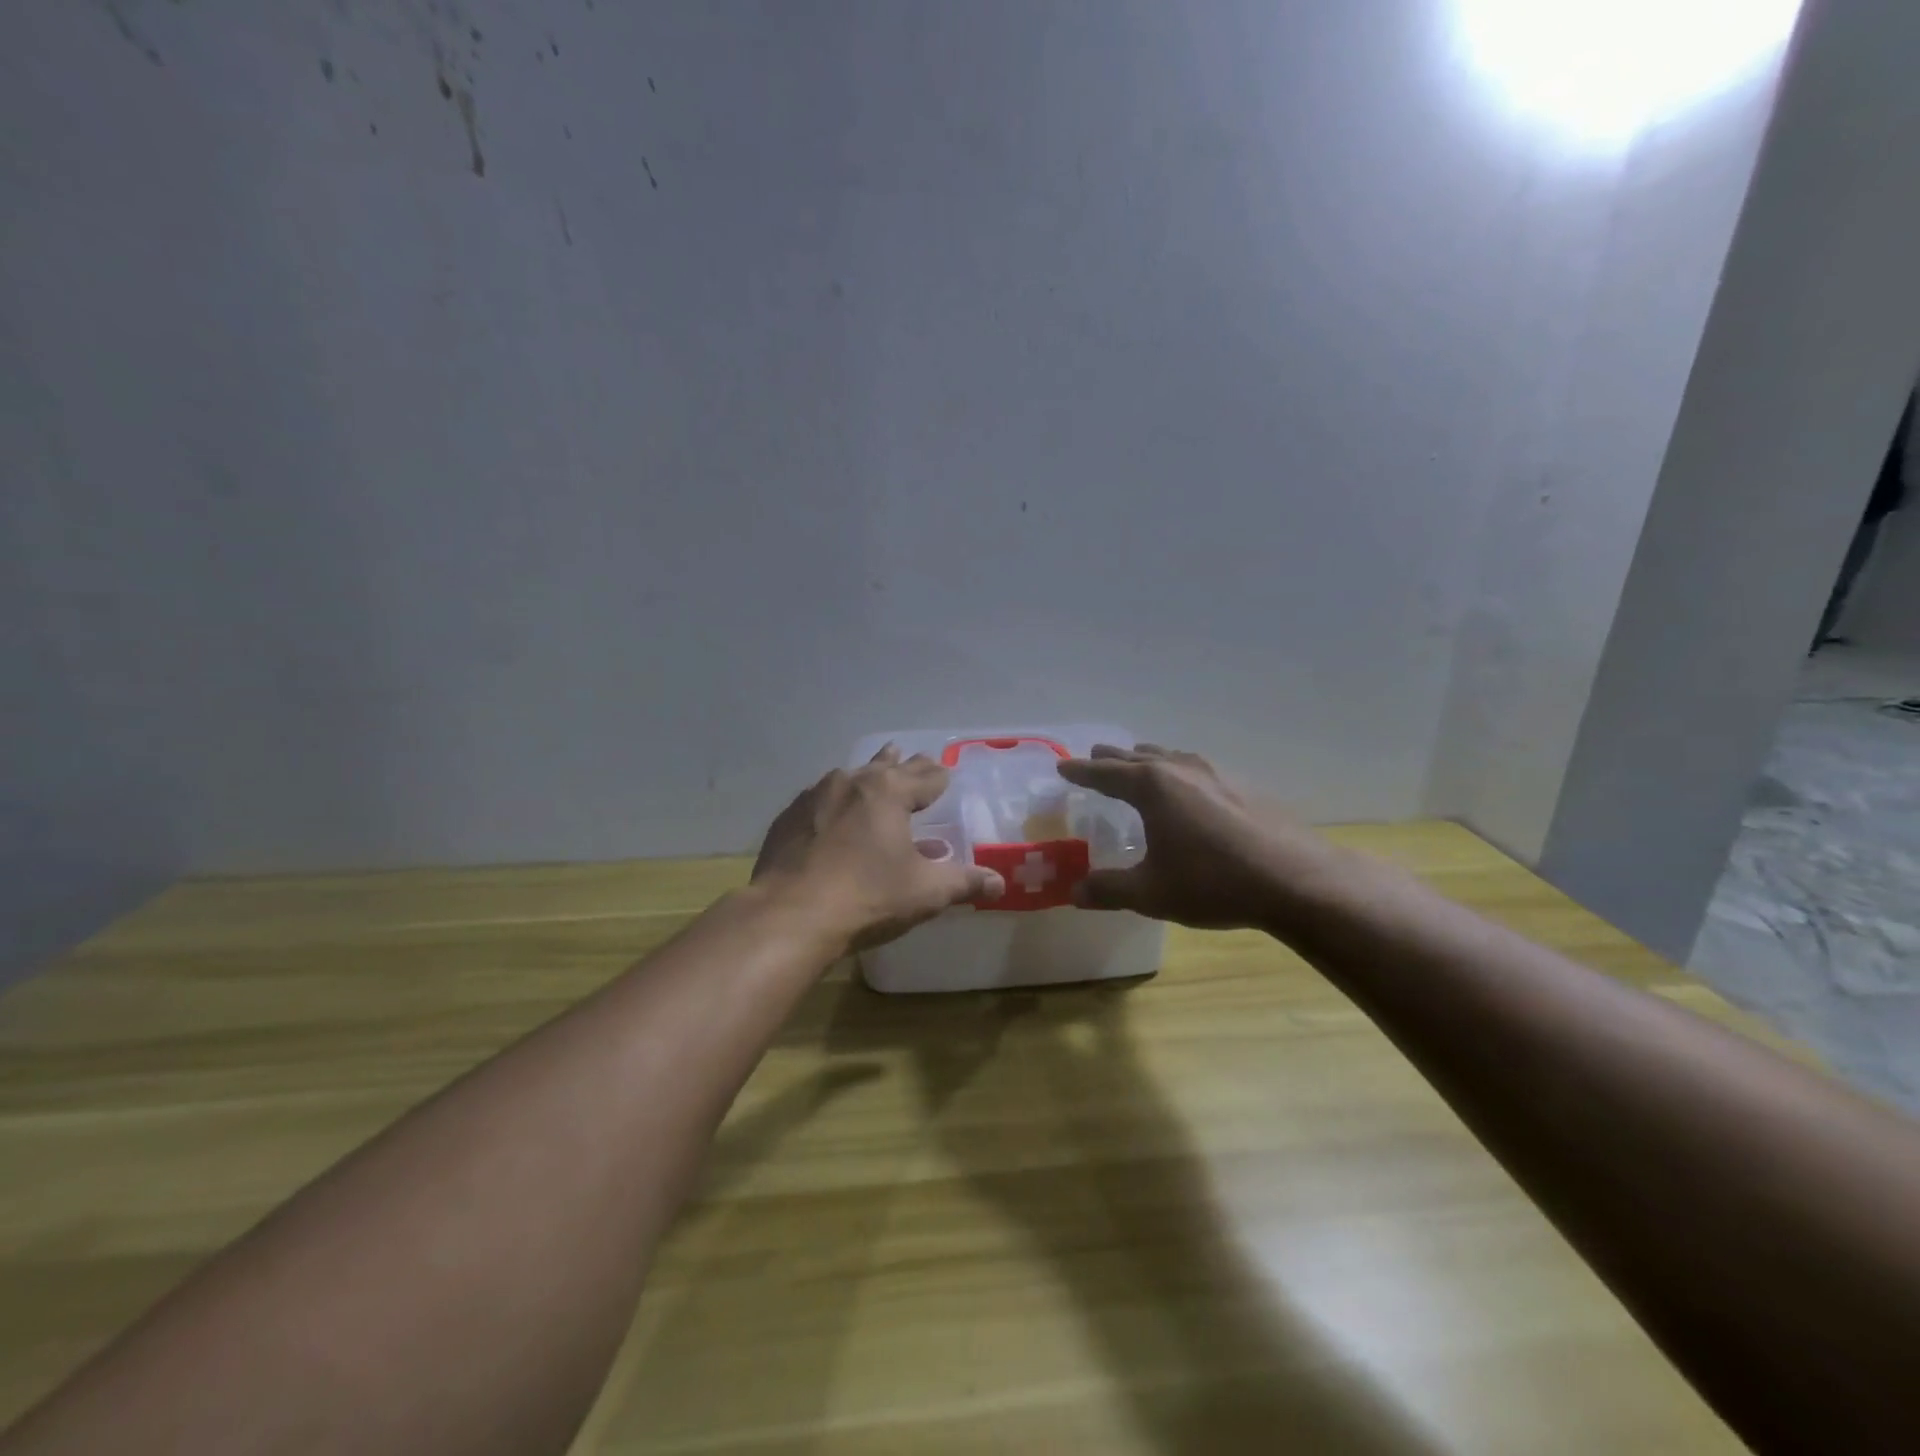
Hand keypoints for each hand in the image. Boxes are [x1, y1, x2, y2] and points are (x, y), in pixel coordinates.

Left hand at [752, 745, 1004, 951]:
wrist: (789, 915)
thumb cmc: (867, 897)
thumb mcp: (926, 892)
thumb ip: (964, 883)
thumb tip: (1000, 883)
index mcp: (889, 792)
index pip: (925, 777)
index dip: (939, 777)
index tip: (945, 773)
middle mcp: (851, 782)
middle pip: (886, 767)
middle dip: (905, 764)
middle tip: (916, 758)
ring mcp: (814, 797)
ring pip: (849, 778)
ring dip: (867, 776)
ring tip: (874, 771)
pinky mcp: (788, 819)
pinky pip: (819, 801)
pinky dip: (834, 804)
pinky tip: (832, 816)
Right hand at [1058, 744, 1343, 930]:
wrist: (1295, 880)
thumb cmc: (1212, 882)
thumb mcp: (1151, 893)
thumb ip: (1108, 890)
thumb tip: (1074, 892)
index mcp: (1152, 786)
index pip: (1105, 773)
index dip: (1081, 772)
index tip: (1063, 767)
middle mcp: (1180, 769)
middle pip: (1136, 757)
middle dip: (1111, 759)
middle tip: (1093, 759)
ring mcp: (1216, 773)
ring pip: (1170, 757)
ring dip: (1146, 759)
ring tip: (1137, 763)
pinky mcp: (1242, 785)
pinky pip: (1195, 768)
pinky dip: (1177, 770)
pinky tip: (1187, 787)